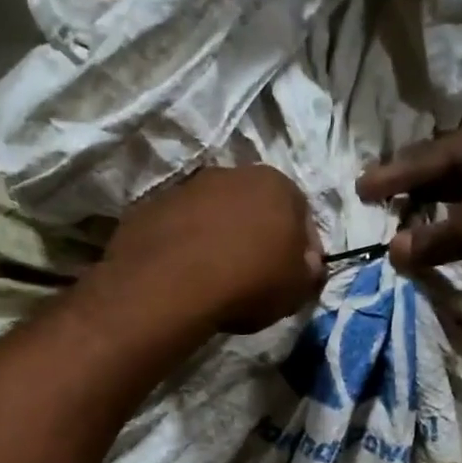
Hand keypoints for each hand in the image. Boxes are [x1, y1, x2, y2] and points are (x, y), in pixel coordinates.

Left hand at [100, 165, 324, 333]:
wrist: (170, 285)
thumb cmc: (249, 282)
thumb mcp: (297, 288)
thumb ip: (309, 270)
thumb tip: (307, 264)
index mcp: (276, 184)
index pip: (301, 213)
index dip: (302, 248)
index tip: (295, 275)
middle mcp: (232, 173)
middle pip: (255, 207)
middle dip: (258, 235)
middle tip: (256, 274)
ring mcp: (187, 187)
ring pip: (214, 214)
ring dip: (219, 238)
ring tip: (216, 277)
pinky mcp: (151, 206)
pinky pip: (180, 228)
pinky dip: (186, 246)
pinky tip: (185, 275)